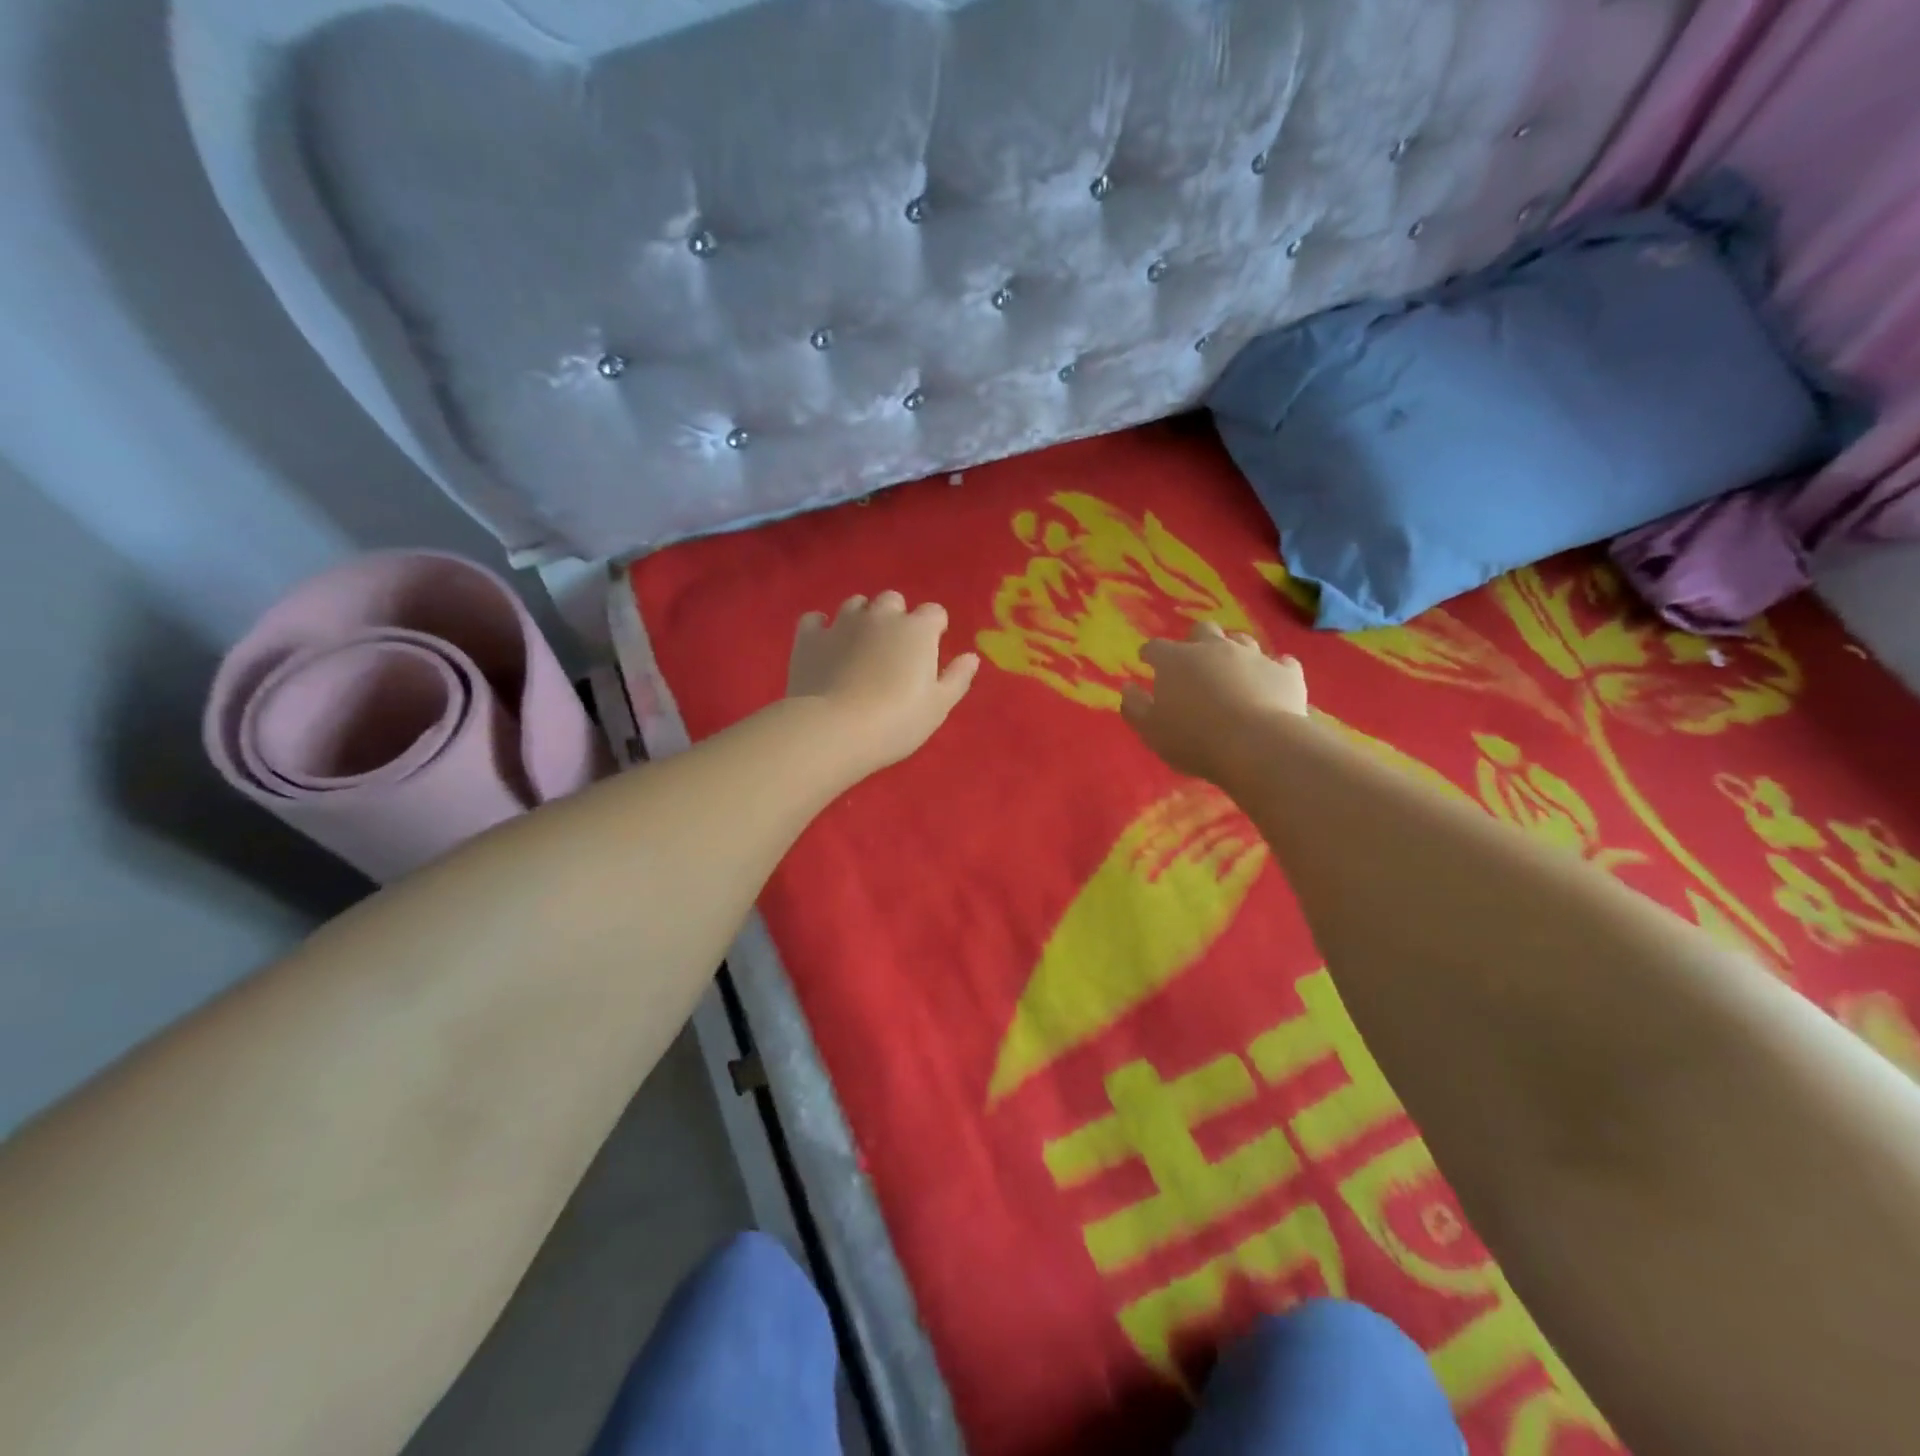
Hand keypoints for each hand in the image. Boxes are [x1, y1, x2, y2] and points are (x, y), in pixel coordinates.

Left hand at [787, 592, 979, 773]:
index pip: (934, 612)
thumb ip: (957, 678)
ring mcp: (841, 623)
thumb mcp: (938, 706)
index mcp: (917, 630)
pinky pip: (815, 620)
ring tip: (860, 646)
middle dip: (896, 617)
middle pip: (893, 600)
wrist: (834, 729)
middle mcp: (880, 616)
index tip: (930, 651)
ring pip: (855, 604)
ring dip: (861, 618)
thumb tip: (971, 657)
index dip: (934, 629)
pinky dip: (821, 628)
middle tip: (894, 649)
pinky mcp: (809, 637)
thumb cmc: (897, 721)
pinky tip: (824, 645)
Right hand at [1121, 621, 1307, 782]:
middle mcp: (1214, 648)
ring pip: (1241, 641)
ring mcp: (1253, 656)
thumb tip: (1127, 687)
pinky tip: (1271, 681)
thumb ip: (1134, 706)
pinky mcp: (1286, 672)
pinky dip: (1273, 670)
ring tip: (1232, 672)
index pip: (1156, 647)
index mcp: (1176, 660)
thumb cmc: (1193, 738)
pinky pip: (1280, 663)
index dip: (1150, 653)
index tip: (1147, 661)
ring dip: (1233, 651)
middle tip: (1193, 662)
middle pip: (1202, 630)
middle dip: (1195, 641)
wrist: (1257, 746)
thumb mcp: (1151, 730)